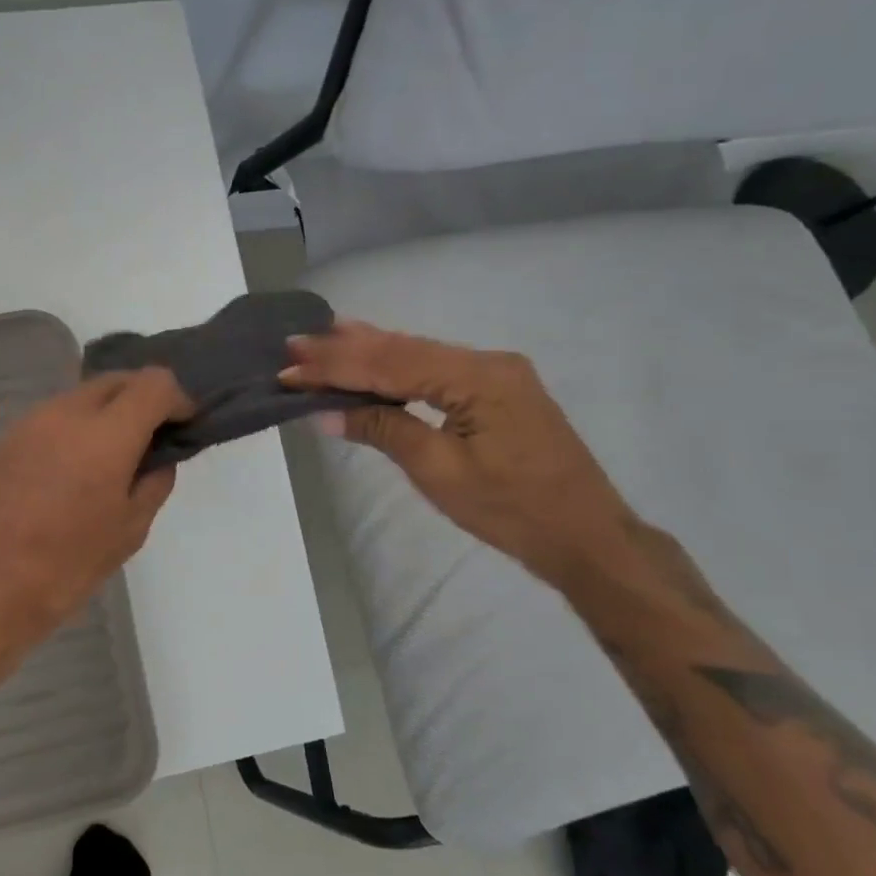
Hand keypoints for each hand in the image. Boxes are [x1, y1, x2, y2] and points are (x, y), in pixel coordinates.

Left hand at [0, 370, 193, 673]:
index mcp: (107, 435)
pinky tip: (73, 467)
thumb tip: (159, 457)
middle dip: (143, 399)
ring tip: (111, 455)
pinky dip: (76, 426)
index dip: (177, 398)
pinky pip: (54, 416)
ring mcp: (31, 421)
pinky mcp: (6, 437)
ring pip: (83, 395)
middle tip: (151, 437)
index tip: (183, 424)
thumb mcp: (129, 530)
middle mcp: (67, 413)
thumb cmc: (67, 566)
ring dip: (107, 411)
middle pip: (117, 380)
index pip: (154, 383)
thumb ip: (154, 482)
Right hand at [282, 321, 639, 583]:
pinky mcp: (498, 391)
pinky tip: (373, 360)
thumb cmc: (512, 510)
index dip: (336, 366)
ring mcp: (496, 374)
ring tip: (322, 339)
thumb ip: (384, 429)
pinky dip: (397, 368)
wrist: (586, 537)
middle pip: (404, 349)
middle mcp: (488, 362)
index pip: (391, 364)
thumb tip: (326, 411)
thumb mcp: (440, 472)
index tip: (290, 365)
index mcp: (478, 377)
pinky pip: (436, 371)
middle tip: (296, 342)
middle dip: (346, 348)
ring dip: (369, 352)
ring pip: (420, 356)